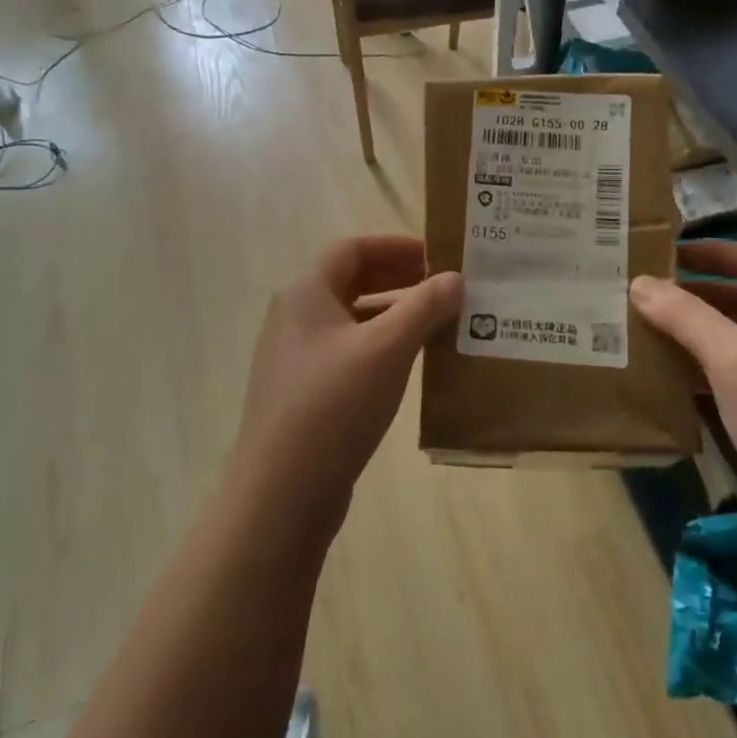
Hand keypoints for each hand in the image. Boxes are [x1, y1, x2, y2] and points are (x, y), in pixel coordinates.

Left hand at [236, 236, 461, 525]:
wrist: (281, 491)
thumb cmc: (334, 403)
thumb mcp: (387, 348)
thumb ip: (424, 307)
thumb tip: (455, 277)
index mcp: (306, 293)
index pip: (352, 249)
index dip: (395, 246)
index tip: (436, 255)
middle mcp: (294, 317)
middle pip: (349, 281)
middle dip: (396, 279)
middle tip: (441, 286)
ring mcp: (295, 358)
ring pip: (349, 320)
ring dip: (391, 315)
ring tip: (435, 323)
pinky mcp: (302, 393)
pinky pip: (346, 353)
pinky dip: (378, 347)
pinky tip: (408, 365)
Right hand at [631, 241, 736, 610]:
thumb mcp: (735, 361)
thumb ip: (686, 317)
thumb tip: (639, 281)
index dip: (718, 251)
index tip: (668, 251)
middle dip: (694, 294)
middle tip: (640, 293)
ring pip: (731, 347)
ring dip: (689, 336)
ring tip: (638, 332)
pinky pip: (727, 387)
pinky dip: (695, 377)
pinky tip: (660, 382)